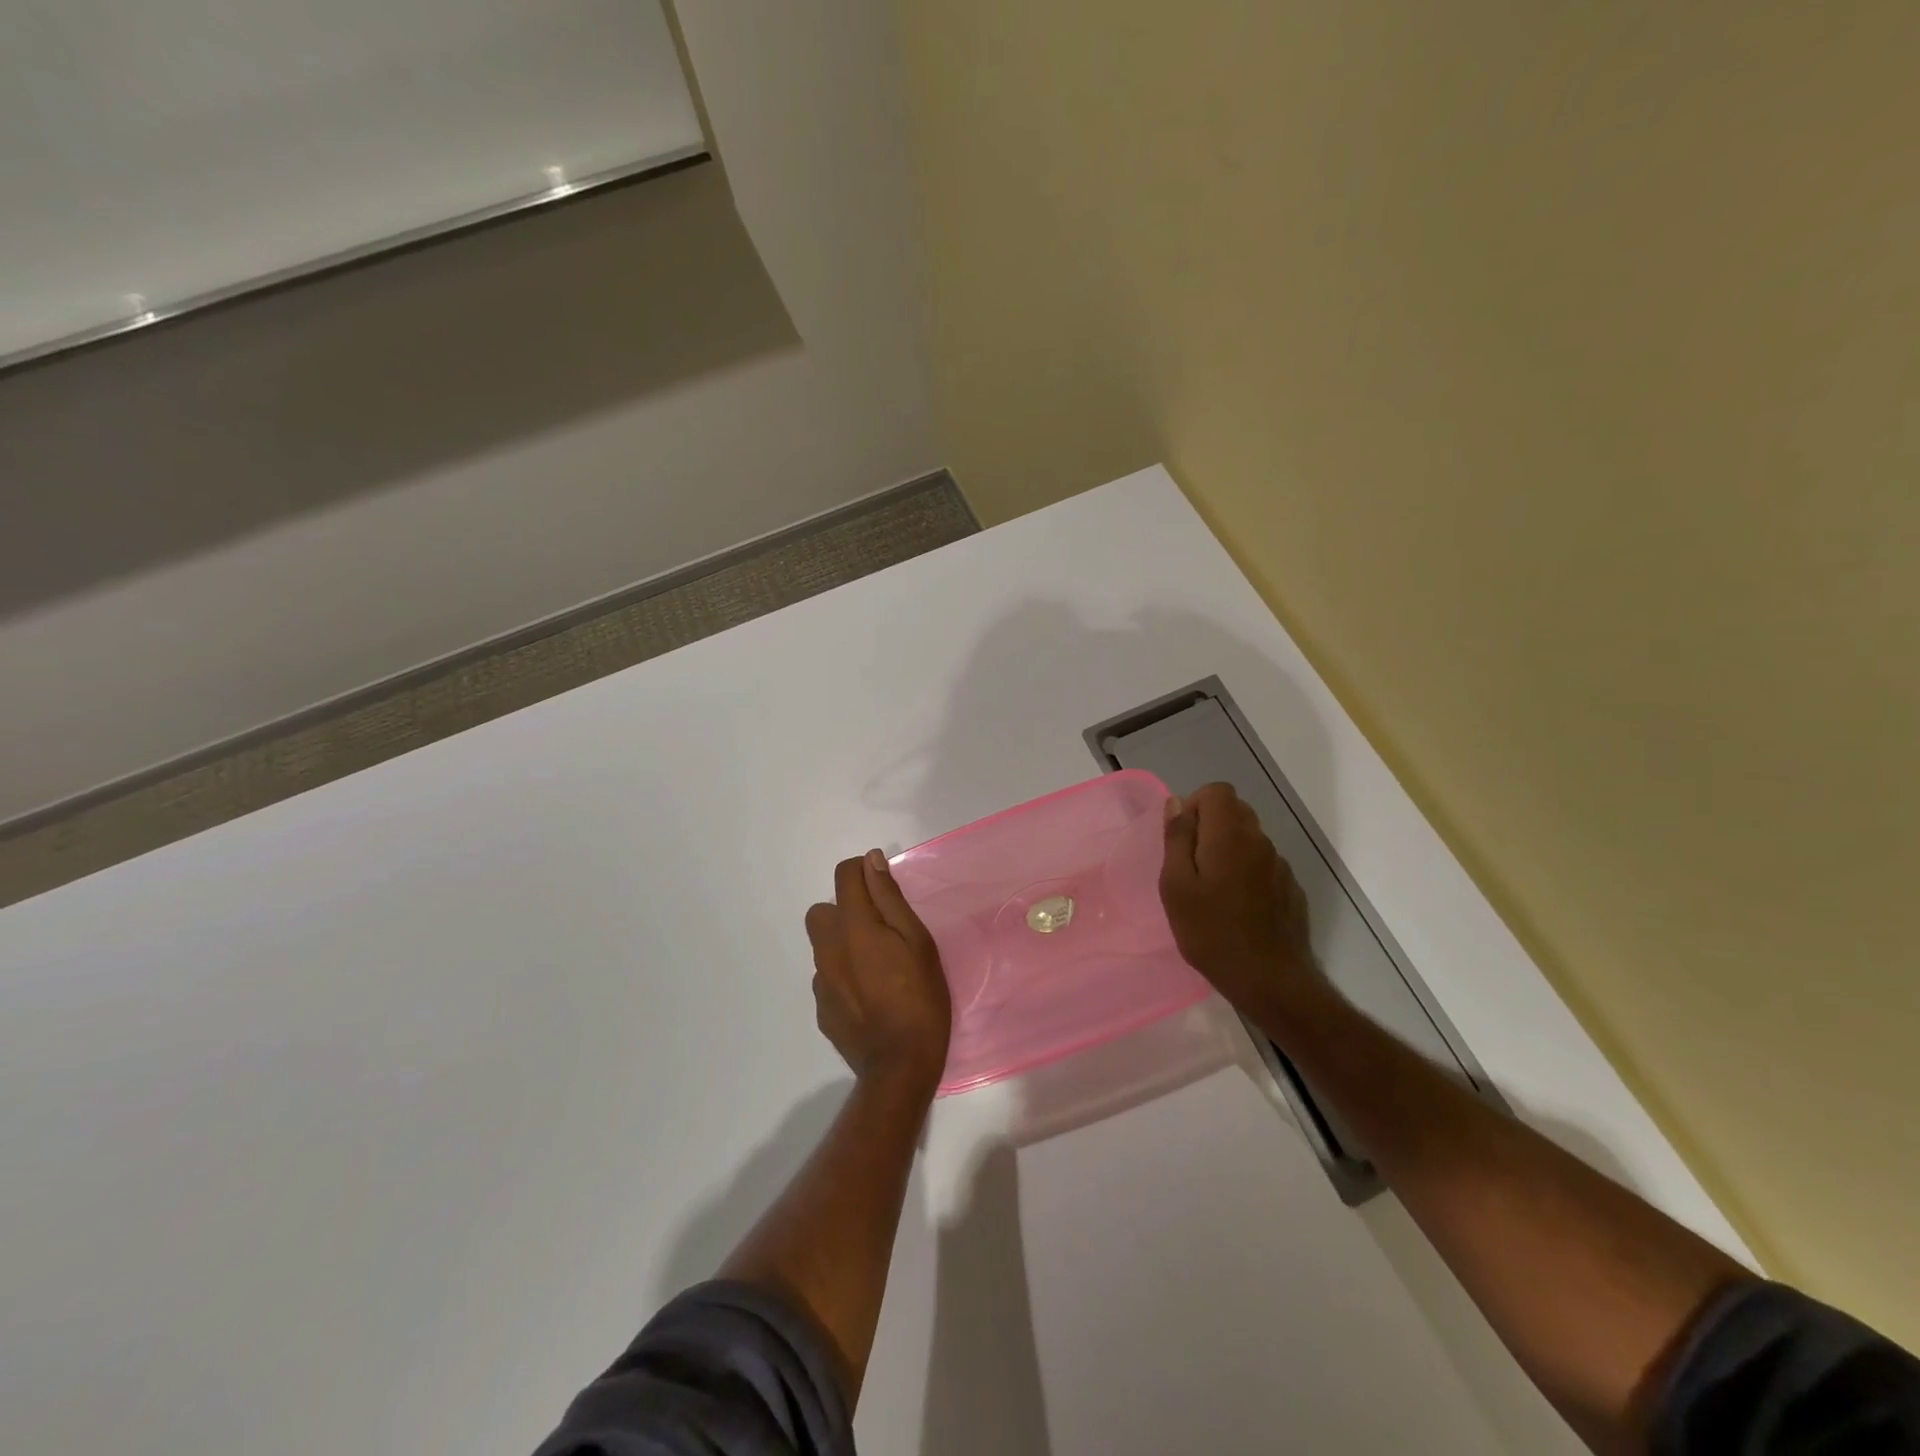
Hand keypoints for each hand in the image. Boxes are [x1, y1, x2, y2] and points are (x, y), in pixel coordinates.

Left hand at [806, 850, 952, 1092]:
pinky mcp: (821, 1007)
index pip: (844, 875)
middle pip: (823, 910)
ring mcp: (820, 980)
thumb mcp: (917, 941)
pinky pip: (827, 976)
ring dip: (843, 943)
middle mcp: (828, 948)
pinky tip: (869, 994)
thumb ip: (889, 898)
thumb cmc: (920, 997)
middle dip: (846, 910)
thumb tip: (871, 861)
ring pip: (823, 945)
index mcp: (854, 926)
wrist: (900, 1066)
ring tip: (876, 965)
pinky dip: (843, 974)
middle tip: (879, 930)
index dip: (863, 870)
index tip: (884, 886)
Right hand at [1159, 783, 1321, 1020]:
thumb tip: (1177, 803)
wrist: (1270, 979)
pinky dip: (1246, 872)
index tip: (1182, 838)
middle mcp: (1260, 841)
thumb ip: (1177, 839)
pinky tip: (1236, 907)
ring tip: (1212, 890)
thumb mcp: (1177, 886)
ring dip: (1228, 850)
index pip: (1218, 791)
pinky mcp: (1291, 888)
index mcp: (1230, 835)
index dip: (1196, 805)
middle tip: (1191, 865)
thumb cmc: (1211, 932)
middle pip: (1235, 811)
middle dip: (1210, 826)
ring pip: (1249, 838)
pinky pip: (1263, 864)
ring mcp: (1280, 865)